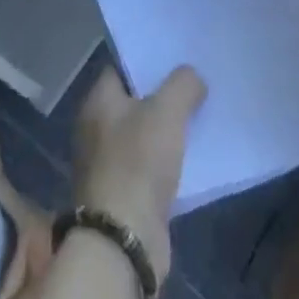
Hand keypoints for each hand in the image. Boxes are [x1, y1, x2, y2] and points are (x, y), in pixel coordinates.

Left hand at [72, 65, 205, 281]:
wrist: (124, 242)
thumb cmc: (138, 163)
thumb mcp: (166, 110)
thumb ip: (183, 84)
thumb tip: (192, 77)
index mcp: (98, 102)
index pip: (123, 67)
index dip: (149, 60)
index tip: (178, 56)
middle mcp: (97, 129)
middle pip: (135, 101)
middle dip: (164, 94)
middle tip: (196, 83)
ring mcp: (109, 164)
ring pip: (145, 134)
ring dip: (169, 129)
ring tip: (202, 114)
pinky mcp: (125, 195)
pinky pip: (151, 166)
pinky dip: (170, 160)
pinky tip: (196, 154)